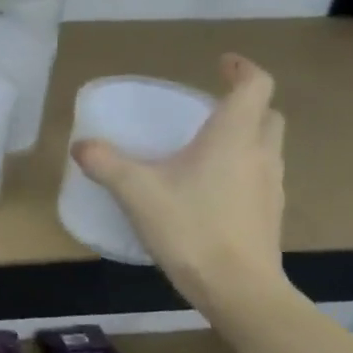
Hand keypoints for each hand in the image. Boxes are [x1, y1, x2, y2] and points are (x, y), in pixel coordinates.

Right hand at [72, 54, 286, 310]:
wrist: (238, 289)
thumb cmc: (191, 229)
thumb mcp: (137, 193)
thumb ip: (107, 164)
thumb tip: (81, 145)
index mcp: (234, 137)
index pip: (255, 86)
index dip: (242, 69)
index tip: (222, 63)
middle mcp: (260, 154)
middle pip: (267, 115)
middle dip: (245, 104)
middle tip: (212, 109)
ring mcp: (271, 187)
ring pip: (266, 148)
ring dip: (245, 138)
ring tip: (206, 151)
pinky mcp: (269, 215)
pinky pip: (259, 177)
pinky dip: (241, 170)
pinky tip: (210, 192)